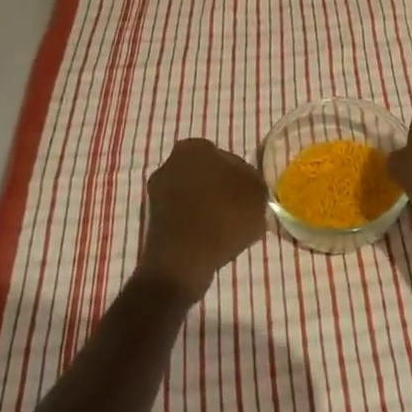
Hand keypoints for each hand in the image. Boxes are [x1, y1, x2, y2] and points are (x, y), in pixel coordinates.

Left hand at [137, 139, 267, 298]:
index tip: (251, 198)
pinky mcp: (153, 219)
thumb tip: (248, 185)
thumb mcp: (257, 194)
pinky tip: (211, 239)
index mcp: (195, 148)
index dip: (243, 179)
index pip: (229, 159)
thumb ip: (254, 181)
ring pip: (196, 195)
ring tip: (227, 229)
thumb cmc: (223, 218)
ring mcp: (159, 191)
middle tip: (241, 211)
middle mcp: (172, 163)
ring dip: (210, 207)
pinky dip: (197, 224)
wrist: (182, 263)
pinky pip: (185, 215)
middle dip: (223, 189)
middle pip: (210, 175)